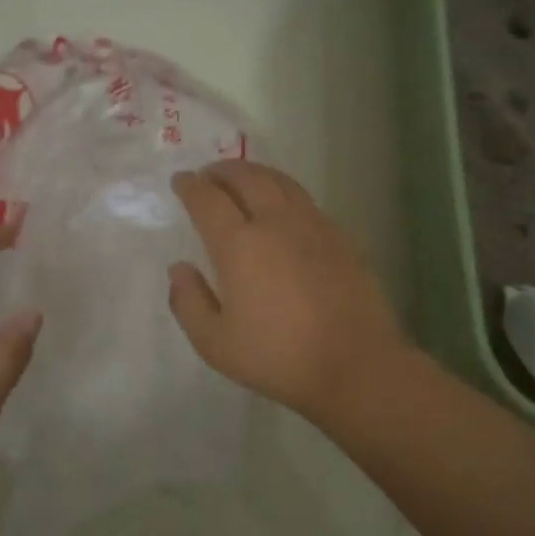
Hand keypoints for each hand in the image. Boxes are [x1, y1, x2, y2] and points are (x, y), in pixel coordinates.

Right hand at [168, 160, 414, 424]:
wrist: (354, 364)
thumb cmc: (277, 357)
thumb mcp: (215, 343)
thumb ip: (189, 302)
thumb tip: (179, 269)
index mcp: (239, 244)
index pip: (208, 200)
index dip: (190, 186)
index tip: (180, 181)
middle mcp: (275, 222)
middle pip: (246, 178)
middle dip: (222, 171)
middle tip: (208, 175)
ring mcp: (313, 225)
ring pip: (279, 182)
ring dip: (254, 173)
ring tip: (242, 179)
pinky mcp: (339, 236)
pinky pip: (303, 199)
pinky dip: (282, 189)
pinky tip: (281, 206)